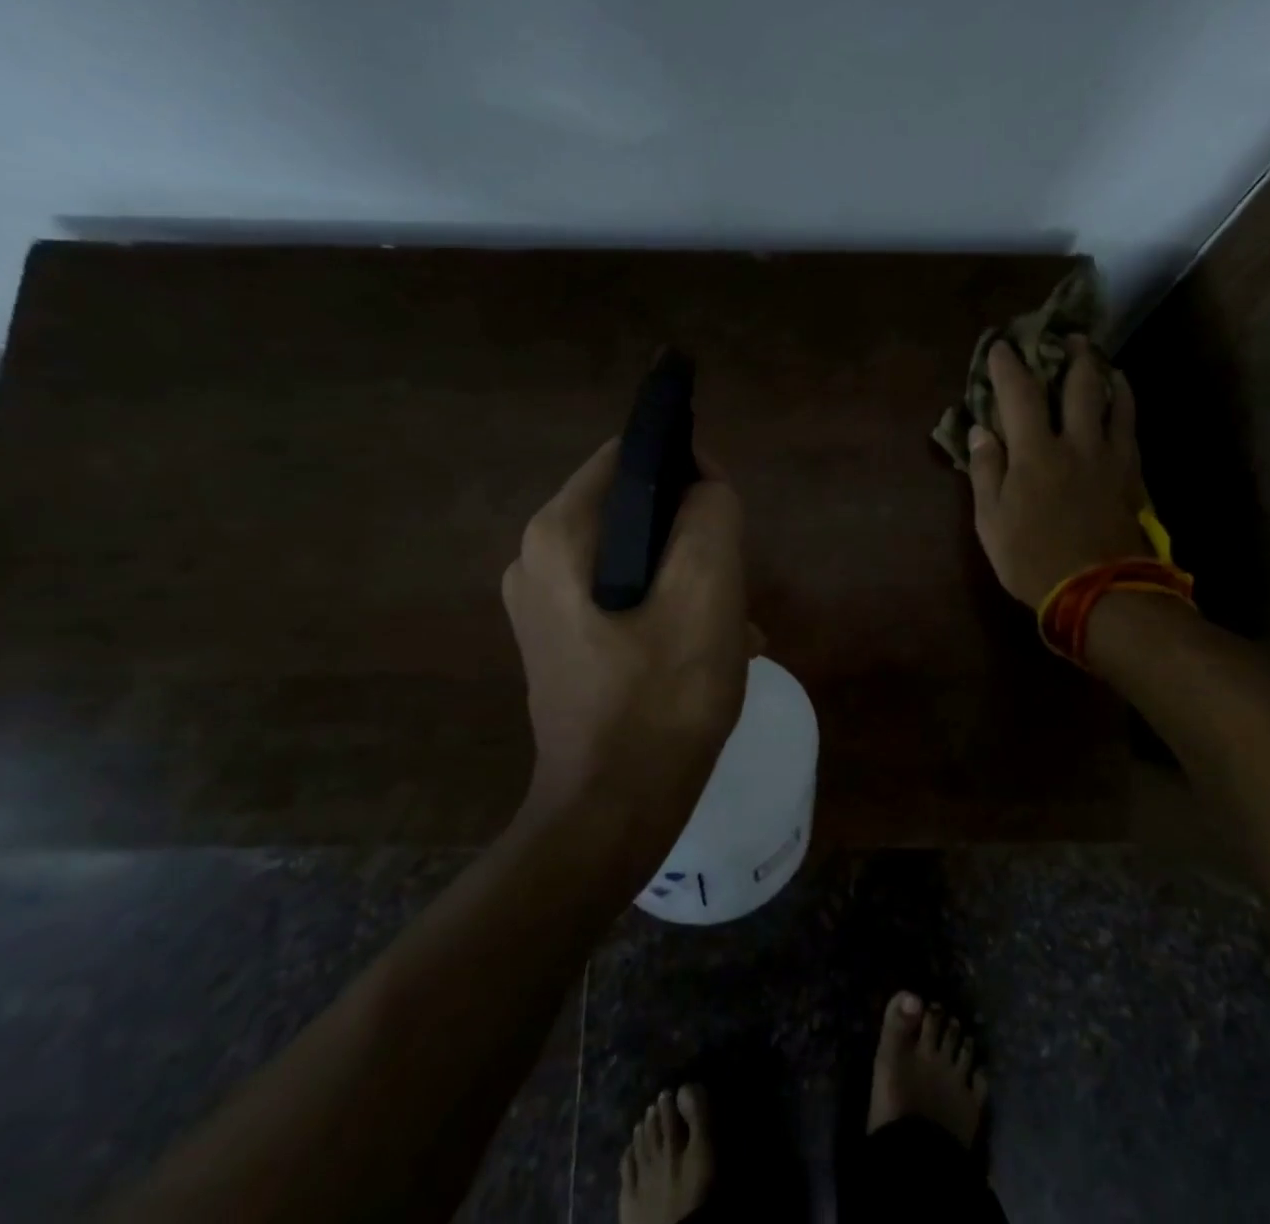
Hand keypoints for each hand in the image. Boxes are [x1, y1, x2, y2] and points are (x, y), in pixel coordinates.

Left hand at [502, 438, 750, 830]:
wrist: (612, 812)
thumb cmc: (663, 697)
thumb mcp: (706, 591)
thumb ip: (711, 514)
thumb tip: (705, 483)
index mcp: (560, 534)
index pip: (631, 456)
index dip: (688, 470)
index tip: (728, 516)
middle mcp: (537, 559)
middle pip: (635, 509)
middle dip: (692, 536)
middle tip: (732, 584)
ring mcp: (544, 605)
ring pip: (636, 557)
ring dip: (689, 578)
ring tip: (730, 625)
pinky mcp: (561, 642)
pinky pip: (624, 597)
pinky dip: (667, 608)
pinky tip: (708, 650)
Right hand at [968, 336, 1148, 608]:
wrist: (1100, 592)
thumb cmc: (1033, 559)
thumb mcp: (991, 522)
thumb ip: (986, 471)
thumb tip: (981, 430)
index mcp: (1035, 452)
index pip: (1019, 394)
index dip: (1007, 365)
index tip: (1001, 346)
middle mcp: (1077, 442)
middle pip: (1079, 384)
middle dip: (1070, 354)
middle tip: (1066, 337)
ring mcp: (1111, 457)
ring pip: (1115, 399)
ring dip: (1105, 373)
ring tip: (1099, 360)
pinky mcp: (1133, 475)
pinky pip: (1132, 428)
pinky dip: (1125, 405)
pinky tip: (1122, 401)